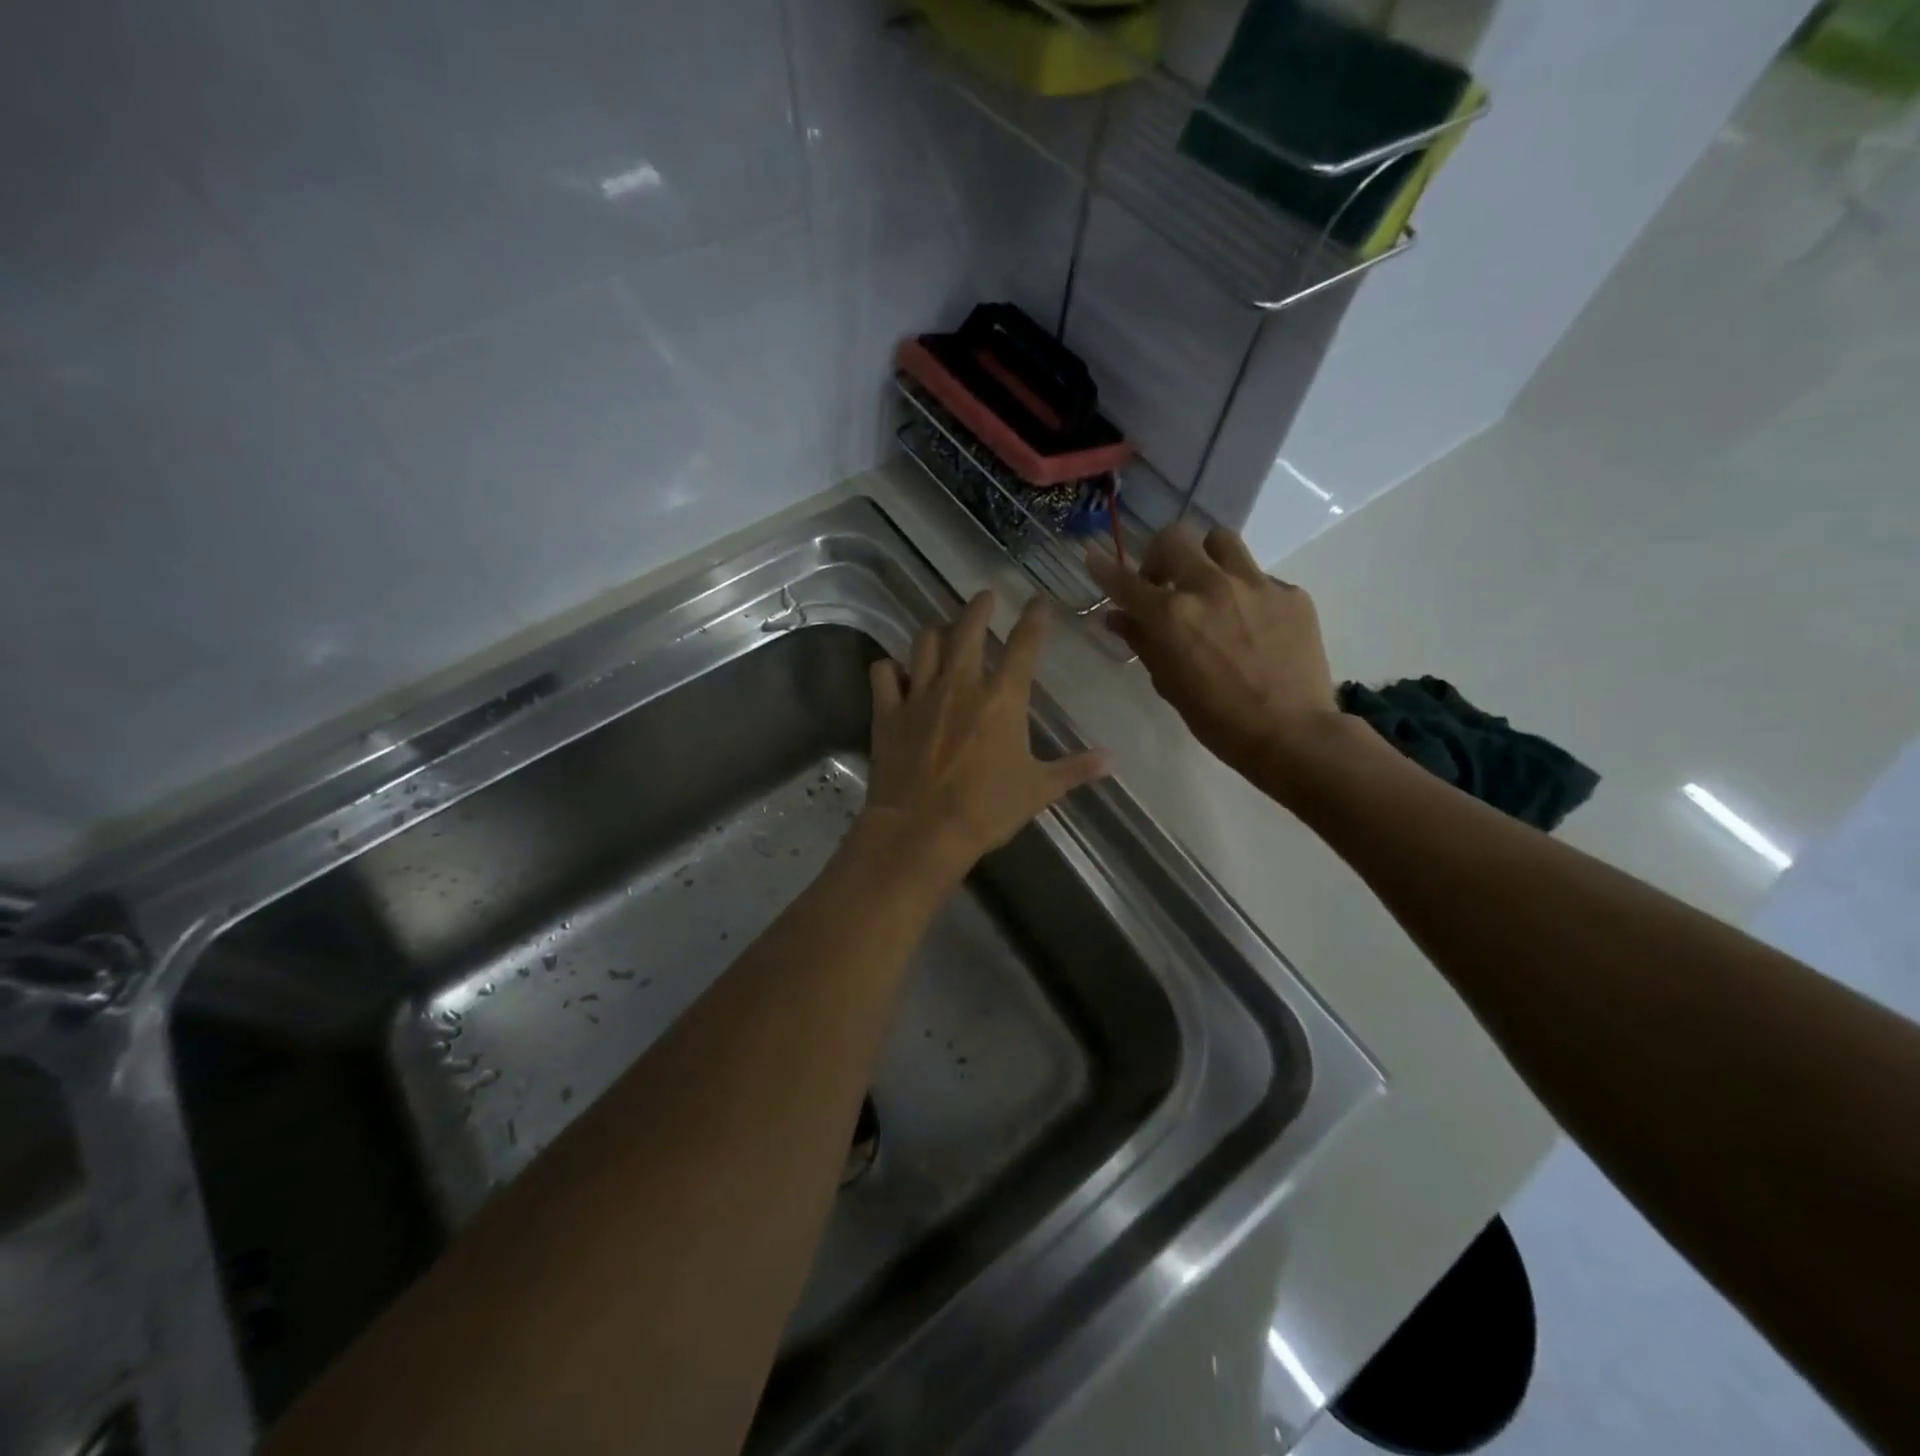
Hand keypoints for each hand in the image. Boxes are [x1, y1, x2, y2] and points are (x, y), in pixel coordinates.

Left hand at [861, 591, 1110, 884]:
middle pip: (968, 629)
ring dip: (936, 631)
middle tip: (985, 596)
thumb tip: (1113, 759)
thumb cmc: (986, 810)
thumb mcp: (1039, 790)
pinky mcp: (888, 711)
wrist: (922, 830)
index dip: (1035, 619)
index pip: (1024, 645)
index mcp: (1002, 698)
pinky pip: (883, 674)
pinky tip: (895, 670)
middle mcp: (960, 684)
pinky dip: (889, 668)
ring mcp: (920, 694)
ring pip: (925, 643)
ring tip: (942, 628)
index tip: (1039, 602)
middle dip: (979, 607)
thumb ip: (1075, 769)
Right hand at [1087, 525, 1350, 787]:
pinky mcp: (1290, 593)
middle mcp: (1209, 587)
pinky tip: (1251, 623)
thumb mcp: (1168, 683)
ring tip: (1209, 586)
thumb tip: (1118, 617)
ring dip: (1205, 557)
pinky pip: (1259, 576)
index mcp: (1171, 615)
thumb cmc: (1216, 719)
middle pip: (1174, 538)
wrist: (1290, 733)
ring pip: (1220, 540)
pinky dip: (1245, 592)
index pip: (1126, 581)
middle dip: (1160, 556)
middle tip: (1164, 583)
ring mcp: (1254, 584)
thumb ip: (1142, 642)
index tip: (1093, 556)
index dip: (1104, 568)